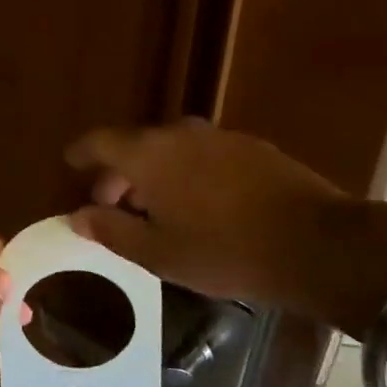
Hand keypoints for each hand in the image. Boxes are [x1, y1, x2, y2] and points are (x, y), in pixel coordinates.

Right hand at [64, 119, 348, 307]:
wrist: (316, 244)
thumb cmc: (223, 251)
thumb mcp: (157, 253)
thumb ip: (111, 230)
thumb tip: (77, 216)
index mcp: (149, 155)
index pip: (100, 142)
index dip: (81, 153)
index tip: (70, 164)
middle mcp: (180, 134)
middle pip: (136, 145)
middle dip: (119, 172)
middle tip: (113, 204)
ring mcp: (220, 137)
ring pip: (172, 149)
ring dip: (155, 172)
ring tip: (155, 207)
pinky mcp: (253, 148)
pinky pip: (204, 154)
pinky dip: (188, 172)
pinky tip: (200, 203)